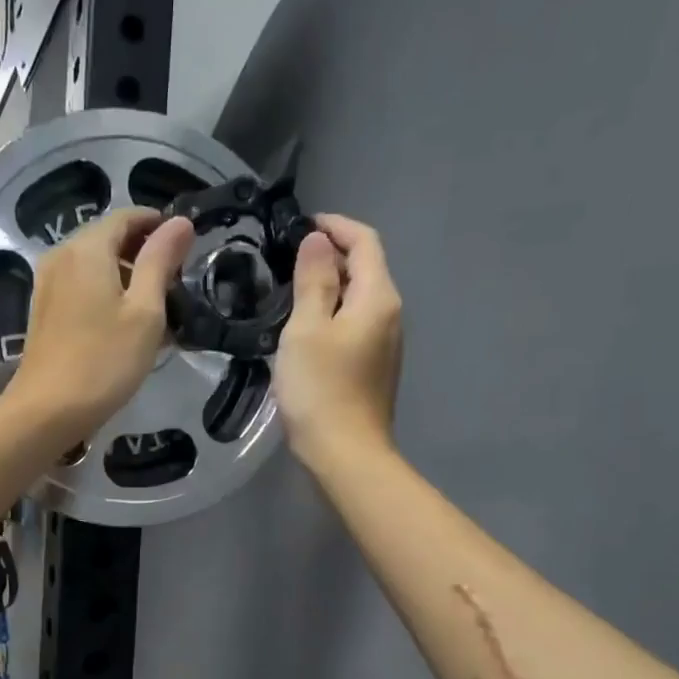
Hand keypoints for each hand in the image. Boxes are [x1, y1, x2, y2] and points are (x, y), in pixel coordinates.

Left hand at [3, 207, 196, 445]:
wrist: (47, 411)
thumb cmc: (104, 361)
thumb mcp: (145, 311)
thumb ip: (161, 261)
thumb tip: (180, 221)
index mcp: (87, 247)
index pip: (128, 216)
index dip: (159, 225)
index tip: (186, 248)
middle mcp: (62, 255)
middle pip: (108, 238)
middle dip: (143, 253)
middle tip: (175, 284)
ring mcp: (47, 284)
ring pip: (95, 265)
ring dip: (126, 277)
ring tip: (155, 309)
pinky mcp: (44, 311)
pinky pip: (81, 287)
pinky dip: (105, 294)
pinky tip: (125, 325)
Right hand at [276, 214, 403, 465]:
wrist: (345, 453)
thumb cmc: (321, 388)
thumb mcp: (306, 329)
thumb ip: (313, 280)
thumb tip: (318, 241)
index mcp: (378, 297)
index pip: (365, 241)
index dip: (336, 226)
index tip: (301, 225)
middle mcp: (391, 314)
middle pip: (367, 268)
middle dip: (331, 256)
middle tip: (288, 260)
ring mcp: (386, 343)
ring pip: (360, 299)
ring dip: (331, 286)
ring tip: (292, 291)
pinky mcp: (375, 367)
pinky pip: (356, 324)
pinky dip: (334, 314)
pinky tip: (306, 330)